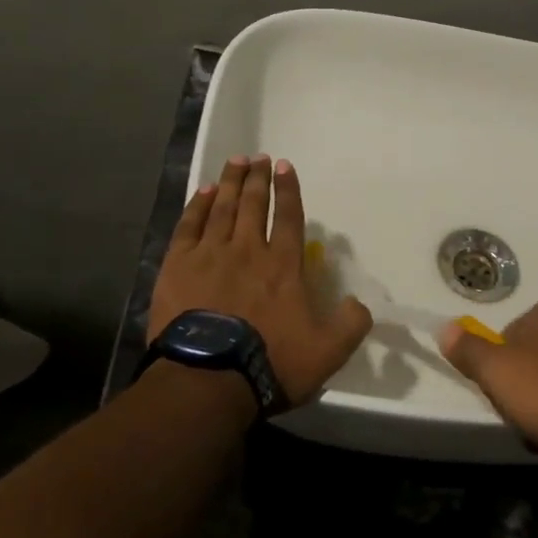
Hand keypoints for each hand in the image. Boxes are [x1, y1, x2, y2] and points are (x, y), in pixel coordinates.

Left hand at [150, 155, 372, 406]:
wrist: (207, 379)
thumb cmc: (270, 362)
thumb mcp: (328, 351)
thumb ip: (350, 324)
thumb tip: (359, 304)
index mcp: (284, 265)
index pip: (288, 217)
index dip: (288, 190)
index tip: (285, 167)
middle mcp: (248, 250)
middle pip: (253, 204)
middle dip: (257, 178)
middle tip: (259, 157)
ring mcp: (211, 255)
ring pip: (222, 208)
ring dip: (230, 182)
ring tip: (236, 162)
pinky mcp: (178, 267)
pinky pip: (189, 226)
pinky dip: (197, 206)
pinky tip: (202, 192)